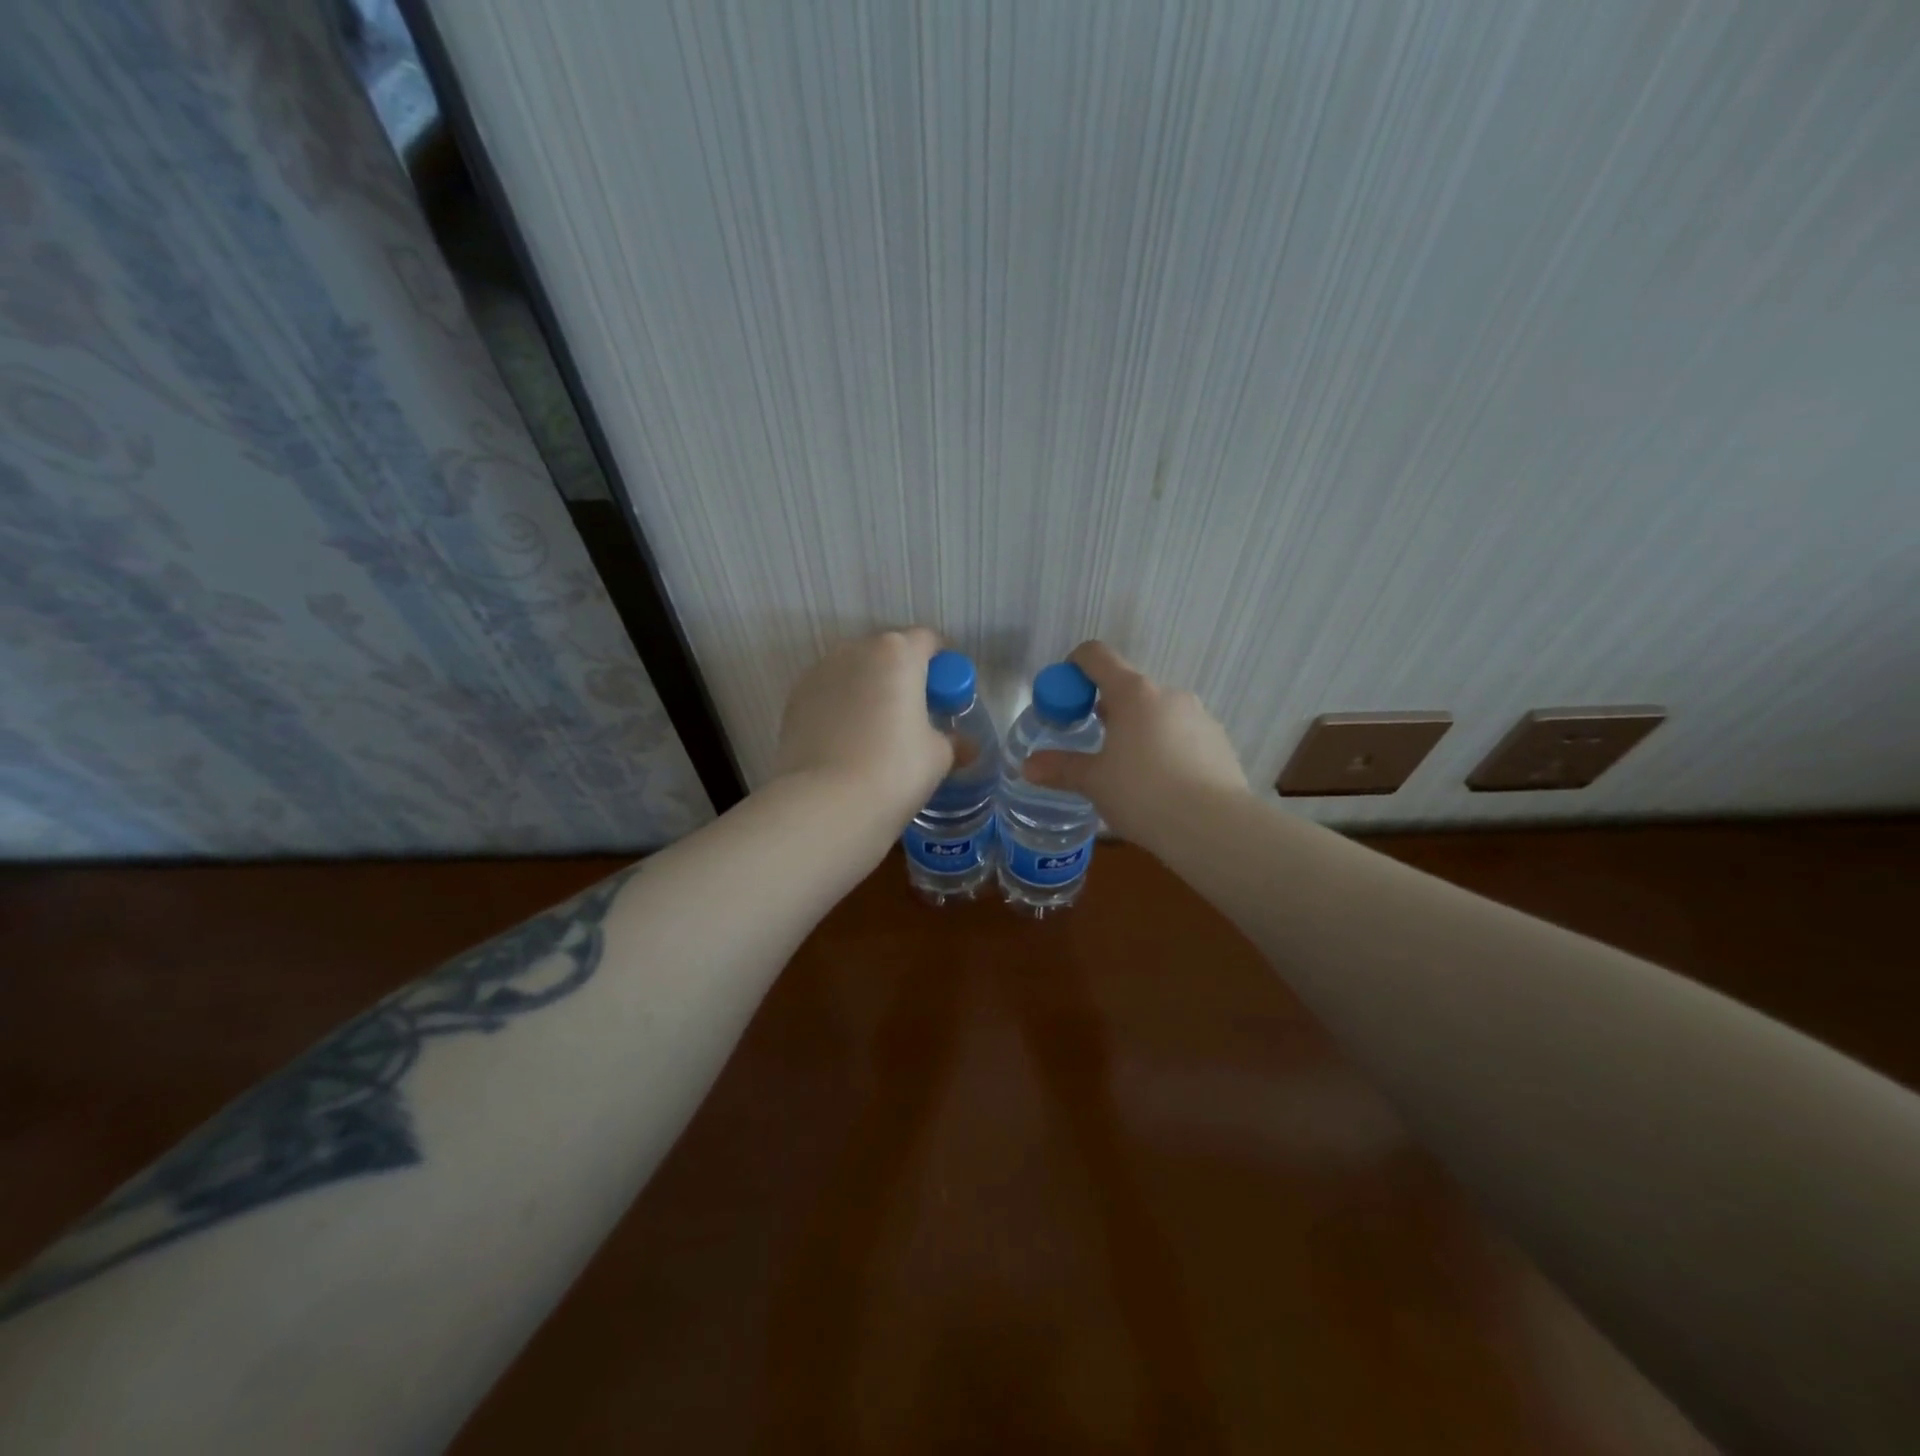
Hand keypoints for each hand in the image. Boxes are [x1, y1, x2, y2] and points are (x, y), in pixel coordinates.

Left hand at [773, 629, 953, 821]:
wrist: (826, 804)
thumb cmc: (895, 770)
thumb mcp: (939, 756)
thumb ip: (952, 741)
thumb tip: (964, 745)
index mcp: (898, 653)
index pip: (929, 641)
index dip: (942, 666)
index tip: (946, 696)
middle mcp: (855, 651)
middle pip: (889, 653)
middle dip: (904, 677)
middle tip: (915, 717)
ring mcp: (819, 673)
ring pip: (855, 672)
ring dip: (870, 690)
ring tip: (877, 733)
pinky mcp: (795, 699)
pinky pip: (830, 694)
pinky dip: (842, 708)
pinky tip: (848, 743)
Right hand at [1024, 641, 1248, 844]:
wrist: (1214, 827)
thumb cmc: (1143, 794)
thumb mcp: (1094, 782)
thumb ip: (1061, 768)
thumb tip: (1027, 766)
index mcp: (1133, 693)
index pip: (1096, 656)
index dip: (1074, 668)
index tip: (1065, 697)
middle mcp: (1169, 694)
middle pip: (1128, 688)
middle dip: (1106, 711)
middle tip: (1094, 746)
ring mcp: (1200, 716)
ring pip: (1158, 713)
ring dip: (1138, 731)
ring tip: (1130, 773)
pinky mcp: (1220, 742)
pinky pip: (1183, 735)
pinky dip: (1166, 749)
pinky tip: (1163, 786)